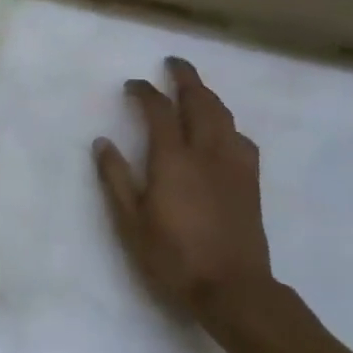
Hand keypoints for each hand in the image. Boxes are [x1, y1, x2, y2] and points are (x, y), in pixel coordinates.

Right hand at [93, 57, 273, 327]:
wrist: (233, 289)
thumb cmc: (173, 257)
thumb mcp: (130, 222)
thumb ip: (116, 178)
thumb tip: (103, 142)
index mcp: (172, 159)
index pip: (158, 110)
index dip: (145, 92)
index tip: (132, 84)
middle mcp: (206, 152)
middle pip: (199, 102)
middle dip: (186, 78)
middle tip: (173, 64)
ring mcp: (233, 165)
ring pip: (223, 116)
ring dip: (208, 96)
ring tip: (195, 90)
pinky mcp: (250, 181)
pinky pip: (240, 138)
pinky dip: (227, 124)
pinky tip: (222, 132)